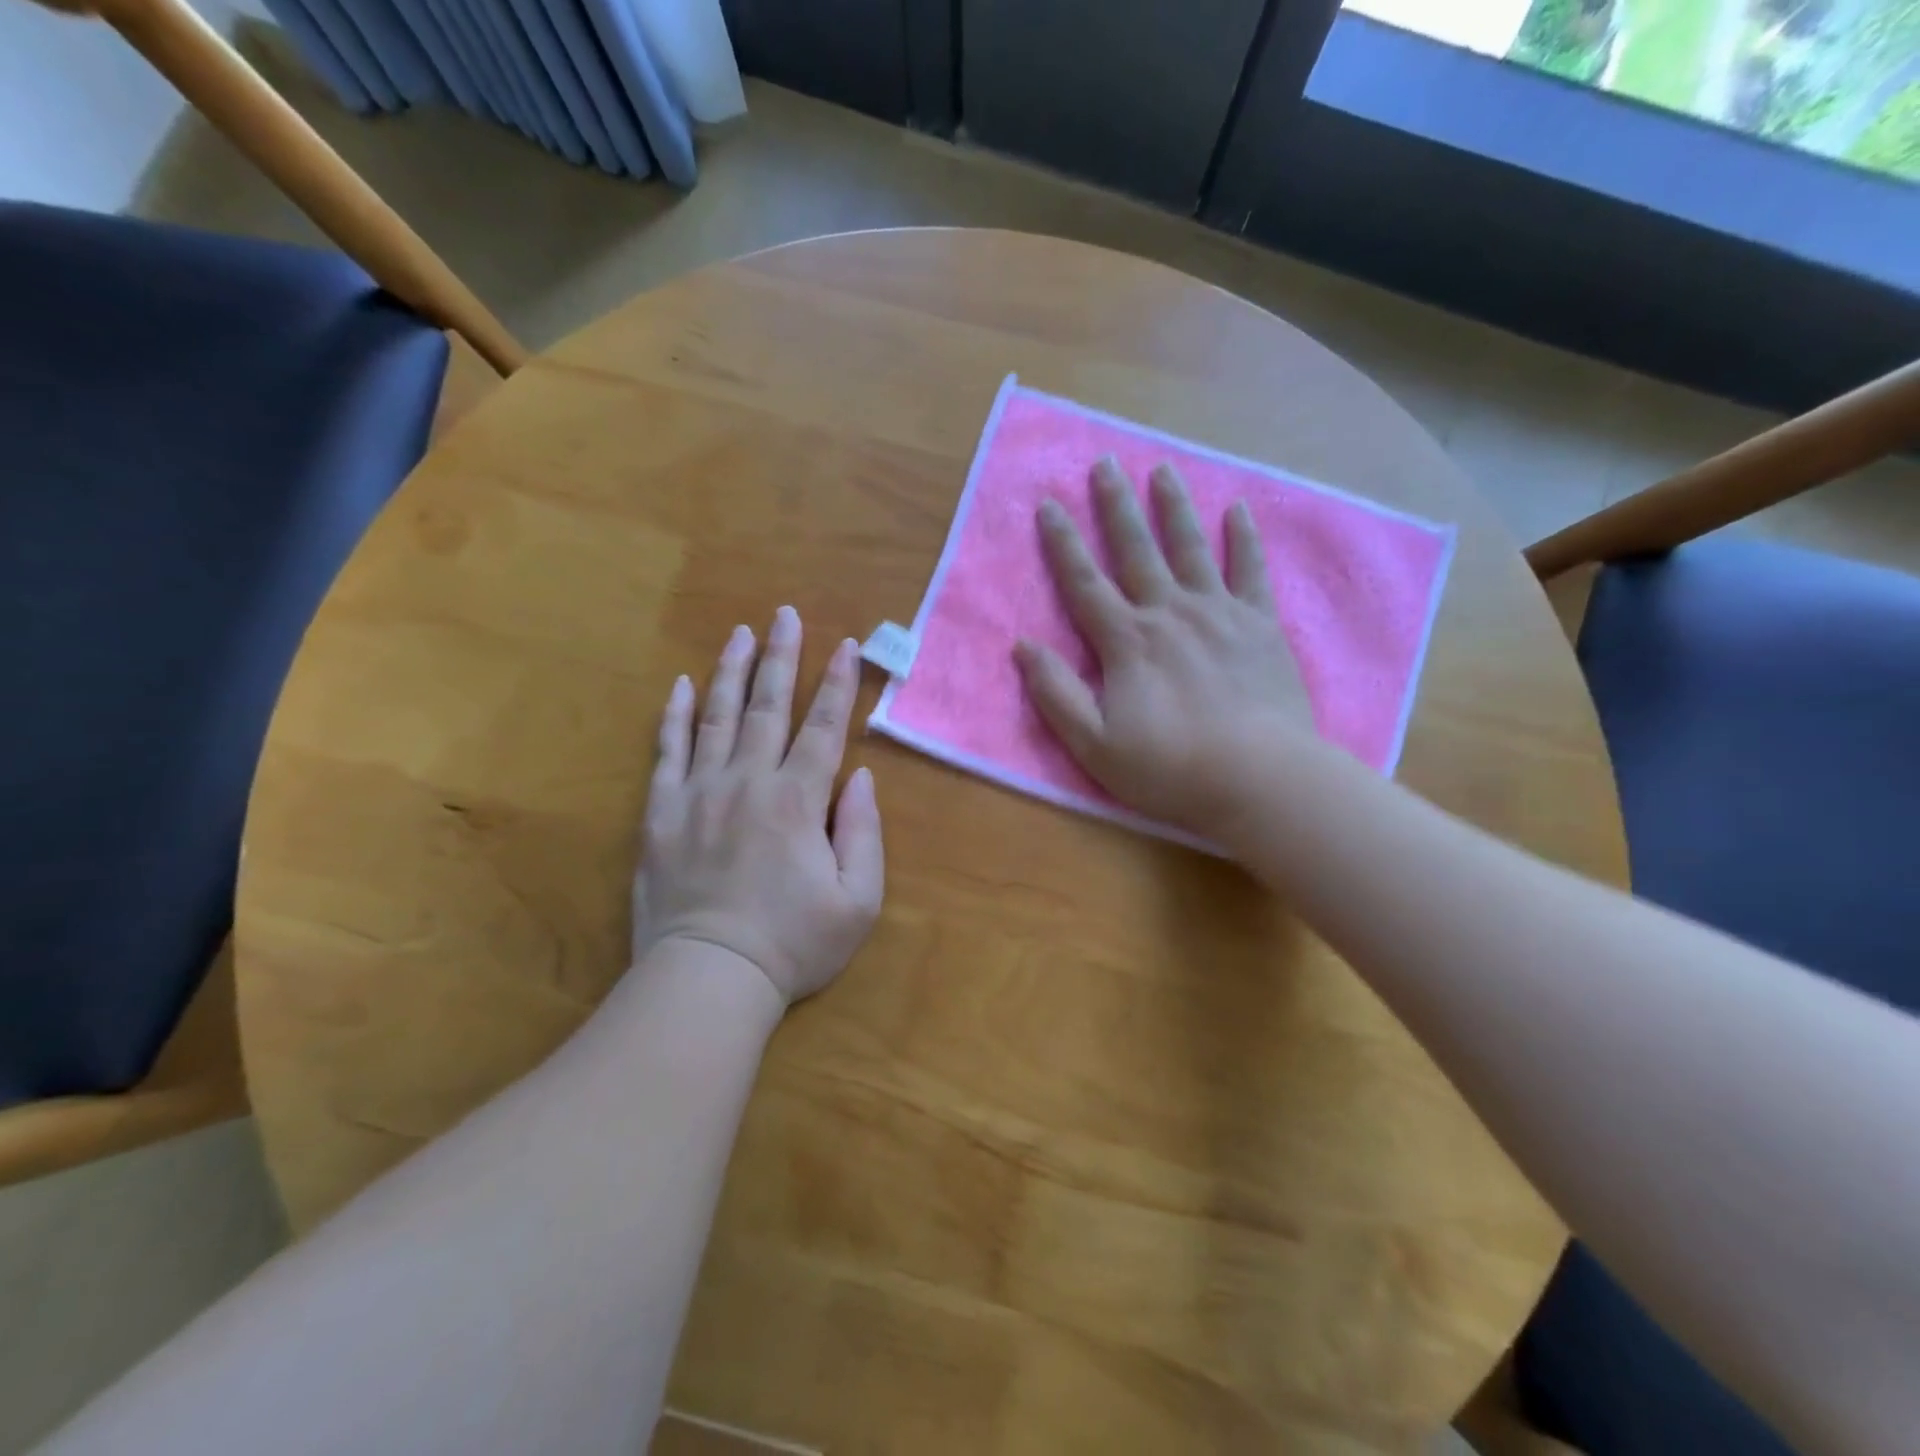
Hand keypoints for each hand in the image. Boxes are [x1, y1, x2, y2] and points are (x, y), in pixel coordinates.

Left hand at [634, 609, 883, 1004]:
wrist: (709, 977)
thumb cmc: (793, 943)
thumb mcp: (858, 900)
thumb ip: (864, 831)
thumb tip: (858, 777)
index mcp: (799, 800)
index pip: (823, 727)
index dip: (837, 683)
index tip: (846, 644)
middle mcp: (749, 781)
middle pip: (767, 706)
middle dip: (780, 656)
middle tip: (783, 614)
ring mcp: (699, 792)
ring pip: (716, 716)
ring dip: (729, 671)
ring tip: (738, 633)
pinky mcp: (661, 812)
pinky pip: (667, 751)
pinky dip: (674, 716)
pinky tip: (680, 686)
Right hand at [1014, 458, 1313, 837]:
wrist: (1260, 779)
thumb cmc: (1170, 768)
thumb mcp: (1094, 744)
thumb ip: (1056, 694)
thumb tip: (1023, 646)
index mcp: (1126, 641)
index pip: (1084, 583)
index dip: (1063, 543)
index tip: (1048, 504)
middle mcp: (1169, 612)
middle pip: (1136, 550)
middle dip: (1116, 506)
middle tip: (1104, 464)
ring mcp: (1219, 613)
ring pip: (1190, 548)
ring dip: (1173, 507)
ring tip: (1161, 470)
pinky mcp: (1260, 625)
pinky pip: (1250, 571)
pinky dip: (1243, 539)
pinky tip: (1238, 511)